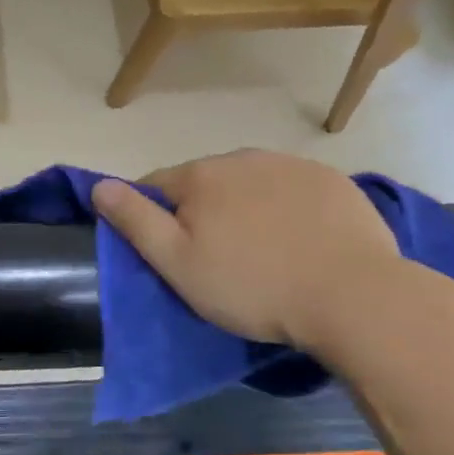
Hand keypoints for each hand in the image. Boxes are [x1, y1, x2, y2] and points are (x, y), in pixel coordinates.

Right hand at [91, 150, 398, 348]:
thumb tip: (99, 185)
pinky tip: (300, 242)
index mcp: (201, 176)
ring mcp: (292, 165)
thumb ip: (135, 221)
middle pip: (205, 183)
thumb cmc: (252, 286)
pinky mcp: (333, 181)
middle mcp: (242, 157)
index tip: (171, 253)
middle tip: (217, 260)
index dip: (154, 218)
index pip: (155, 186)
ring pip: (249, 184)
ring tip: (262, 253)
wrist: (354, 297)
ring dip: (245, 208)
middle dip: (202, 212)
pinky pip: (292, 190)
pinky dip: (287, 209)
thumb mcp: (178, 263)